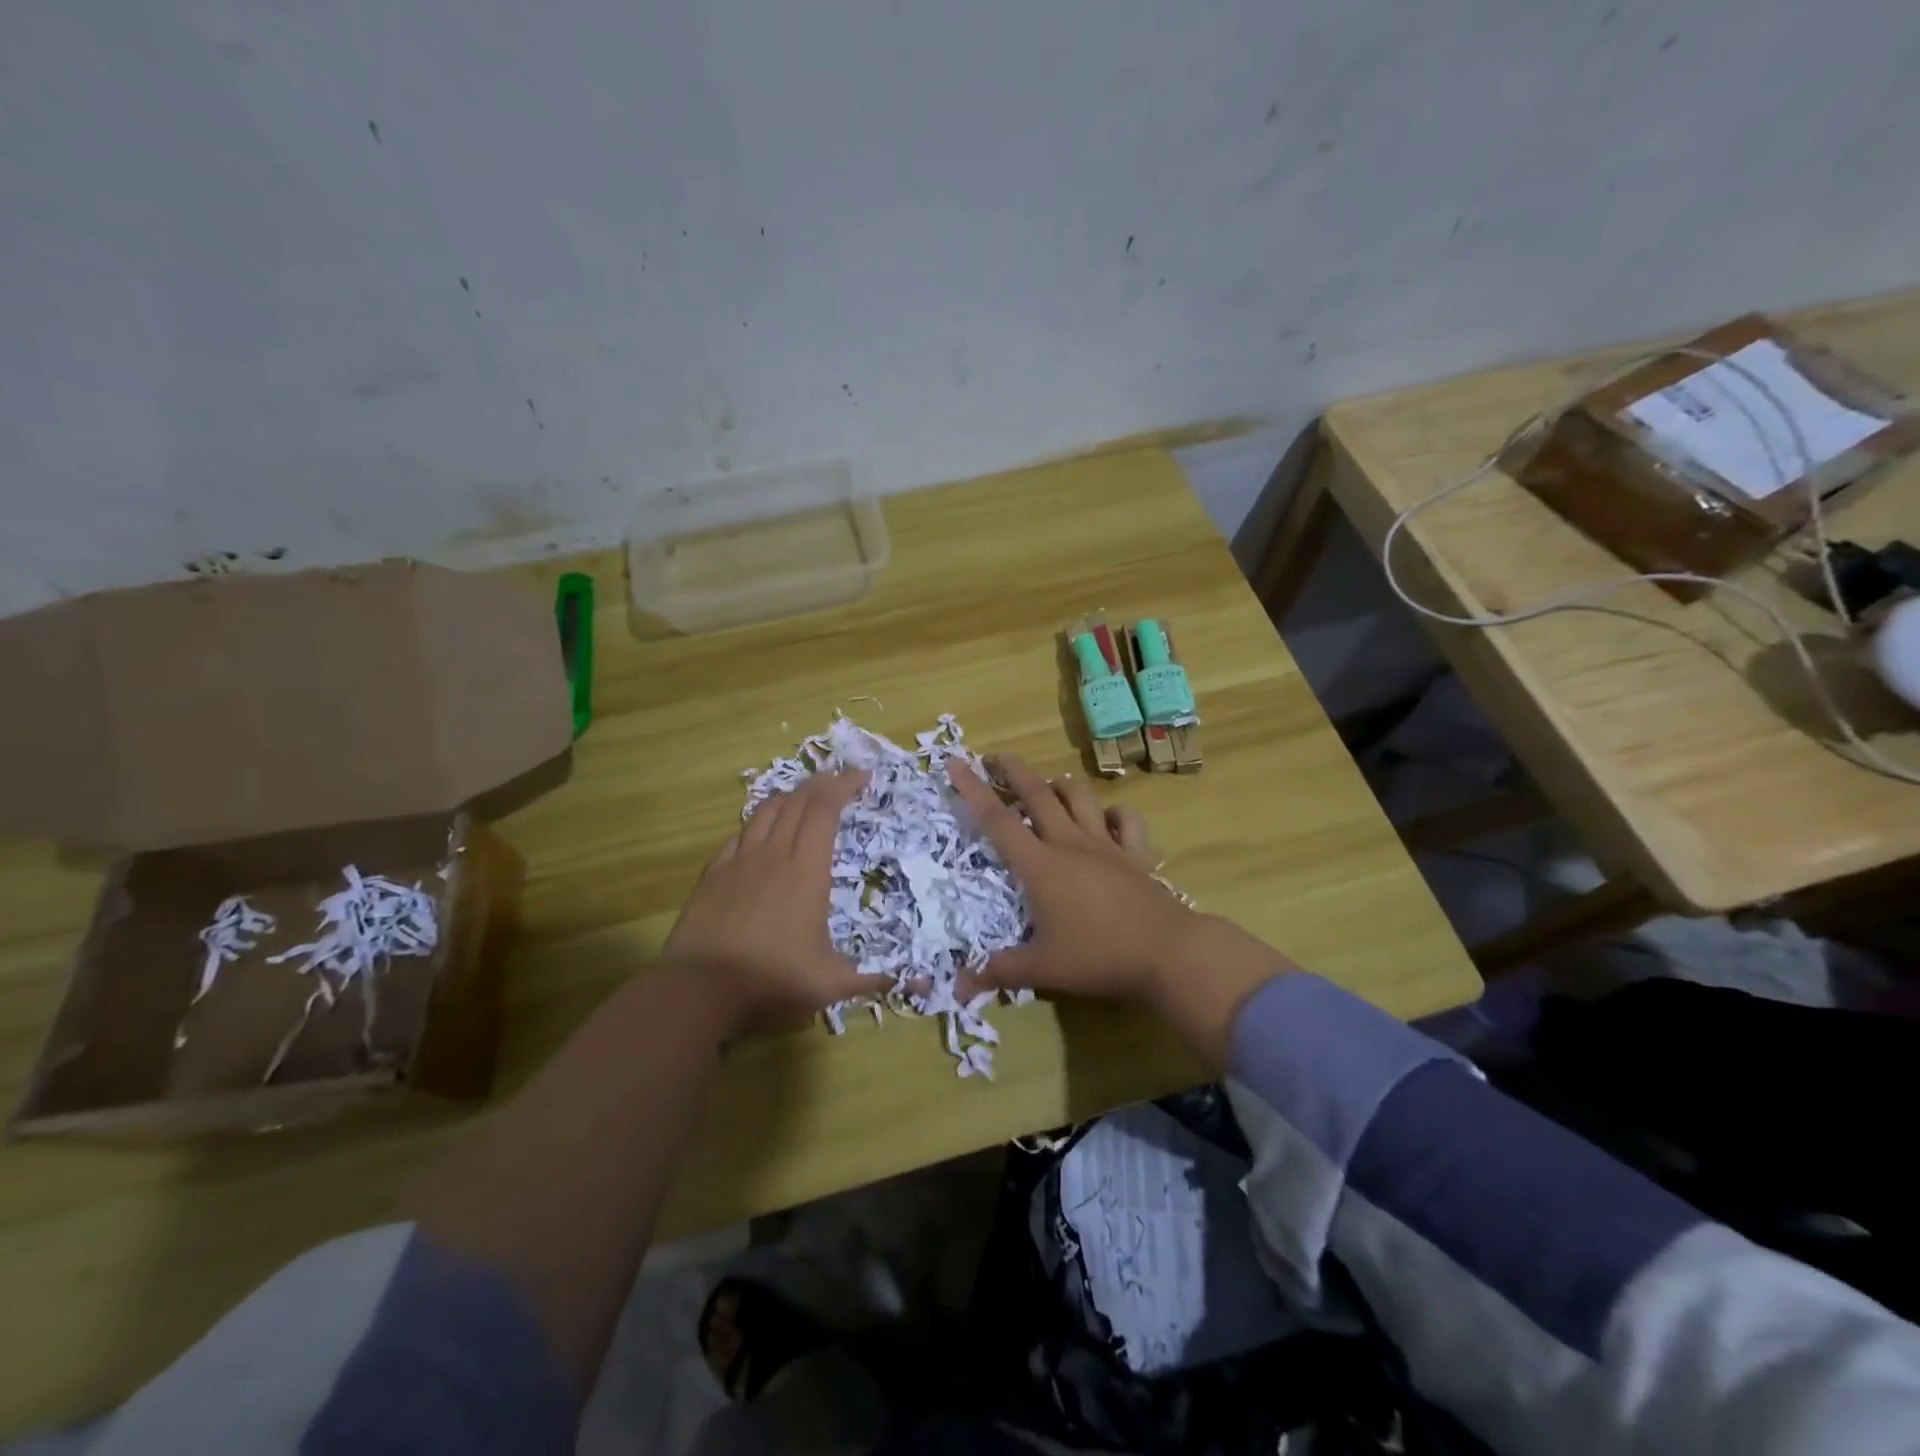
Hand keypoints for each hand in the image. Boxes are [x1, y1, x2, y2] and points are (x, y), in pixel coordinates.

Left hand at [662, 769, 869, 1036]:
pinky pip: (739, 836)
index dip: (844, 786)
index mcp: (807, 870)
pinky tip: (759, 835)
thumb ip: (872, 980)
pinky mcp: (713, 874)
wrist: (699, 989)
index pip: (825, 810)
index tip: (863, 776)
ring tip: (804, 798)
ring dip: (789, 797)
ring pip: (766, 812)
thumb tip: (913, 982)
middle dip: (822, 784)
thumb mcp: (830, 985)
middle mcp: (774, 854)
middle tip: (840, 780)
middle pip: (798, 802)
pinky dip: (757, 825)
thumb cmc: (771, 979)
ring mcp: (739, 861)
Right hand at [947, 755, 1198, 1004]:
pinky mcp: (1136, 853)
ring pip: (1079, 797)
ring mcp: (1106, 844)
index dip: (973, 790)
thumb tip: (957, 988)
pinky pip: (1126, 819)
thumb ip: (999, 972)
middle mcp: (1069, 843)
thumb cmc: (1098, 957)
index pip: (997, 820)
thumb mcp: (1042, 969)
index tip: (955, 762)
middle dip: (1014, 771)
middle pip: (1037, 794)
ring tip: (1046, 786)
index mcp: (1040, 866)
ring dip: (1059, 785)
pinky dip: (1113, 812)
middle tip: (996, 757)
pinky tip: (1106, 818)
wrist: (1166, 953)